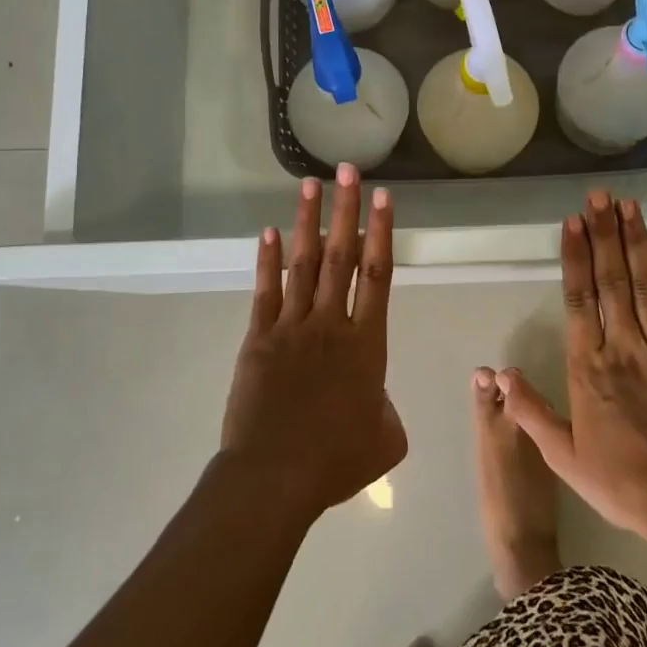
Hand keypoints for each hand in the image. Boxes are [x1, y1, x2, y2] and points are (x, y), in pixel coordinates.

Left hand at [220, 165, 406, 522]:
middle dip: (346, 210)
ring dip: (308, 222)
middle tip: (348, 170)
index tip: (383, 197)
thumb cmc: (335, 461)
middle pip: (342, 256)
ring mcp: (292, 327)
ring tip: (310, 184)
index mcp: (367, 344)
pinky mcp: (259, 339)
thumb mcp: (386, 440)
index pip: (378, 275)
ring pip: (304, 264)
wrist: (275, 476)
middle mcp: (331, 323)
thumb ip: (387, 410)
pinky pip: (266, 291)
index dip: (382, 232)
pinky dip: (268, 260)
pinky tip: (269, 232)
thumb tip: (376, 400)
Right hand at [498, 191, 646, 559]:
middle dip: (604, 234)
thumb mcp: (564, 456)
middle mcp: (623, 346)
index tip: (573, 223)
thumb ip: (530, 411)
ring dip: (634, 242)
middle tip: (599, 196)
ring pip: (644, 284)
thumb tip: (497, 374)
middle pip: (611, 280)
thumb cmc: (622, 481)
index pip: (579, 299)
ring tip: (627, 206)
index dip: (576, 257)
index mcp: (589, 367)